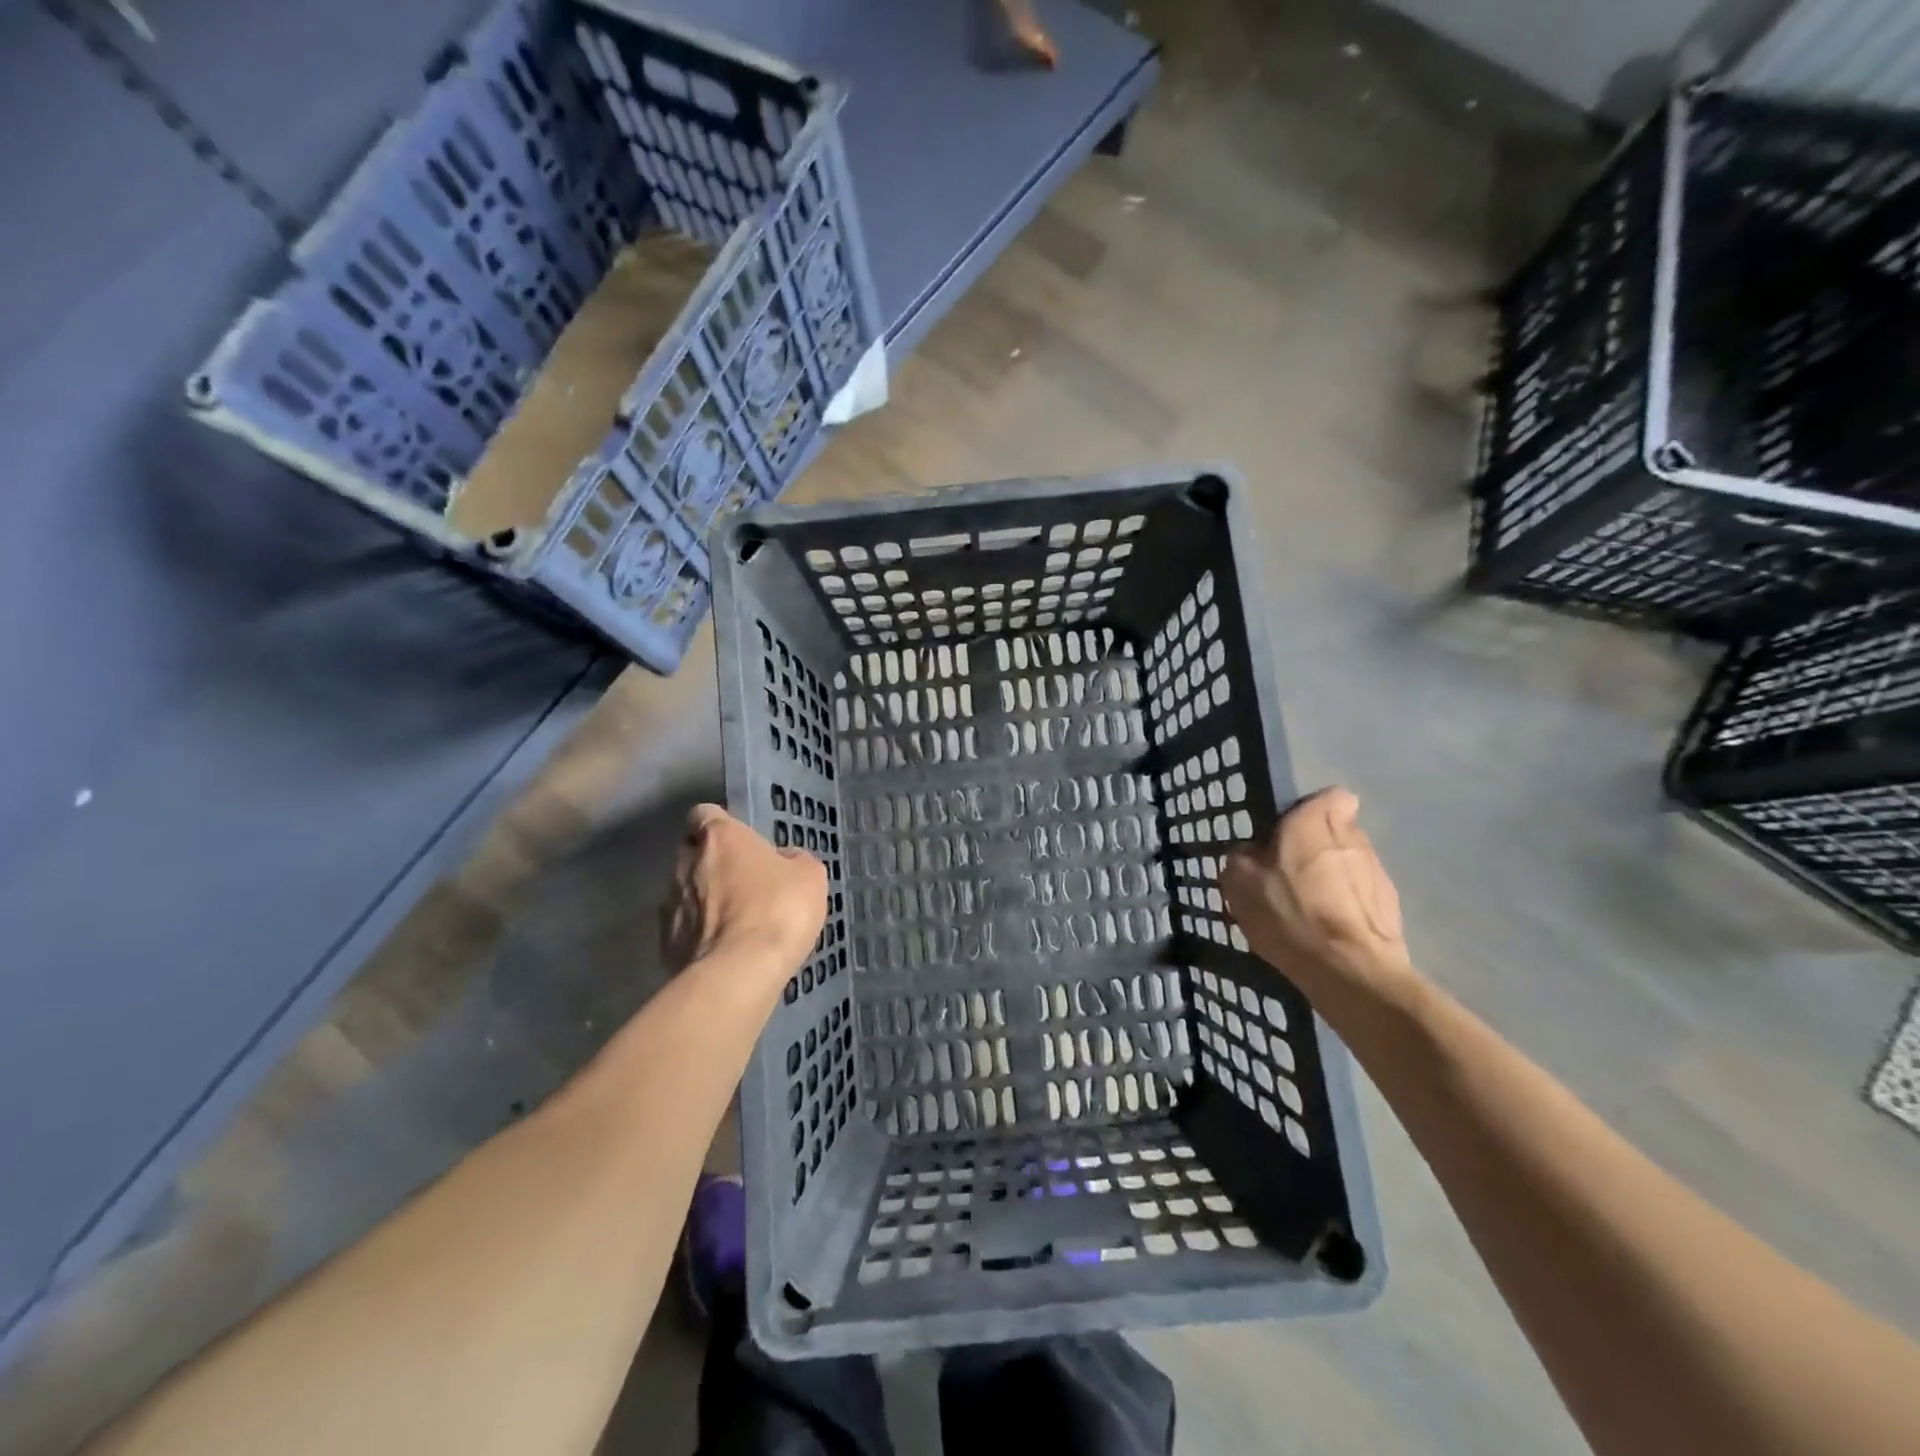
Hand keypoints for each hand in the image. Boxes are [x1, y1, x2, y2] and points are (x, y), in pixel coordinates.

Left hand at [661, 804, 827, 978]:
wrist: (739, 972)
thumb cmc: (778, 909)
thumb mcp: (810, 876)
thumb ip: (793, 859)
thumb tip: (783, 861)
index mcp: (719, 836)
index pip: (705, 814)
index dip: (722, 826)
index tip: (742, 843)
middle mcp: (685, 863)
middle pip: (691, 852)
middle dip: (711, 864)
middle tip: (742, 883)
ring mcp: (669, 904)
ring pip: (684, 892)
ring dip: (703, 901)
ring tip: (733, 923)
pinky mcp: (664, 943)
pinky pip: (683, 929)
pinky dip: (698, 935)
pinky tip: (723, 950)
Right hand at [1221, 788, 1417, 1005]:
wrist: (1349, 971)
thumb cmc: (1289, 913)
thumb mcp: (1239, 882)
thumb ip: (1243, 856)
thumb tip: (1252, 853)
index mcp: (1314, 822)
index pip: (1331, 796)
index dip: (1312, 810)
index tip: (1292, 831)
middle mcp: (1352, 837)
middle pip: (1338, 830)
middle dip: (1318, 846)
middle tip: (1291, 873)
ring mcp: (1377, 871)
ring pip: (1351, 862)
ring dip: (1333, 877)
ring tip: (1310, 908)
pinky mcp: (1392, 906)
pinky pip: (1363, 895)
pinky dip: (1348, 906)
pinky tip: (1329, 931)